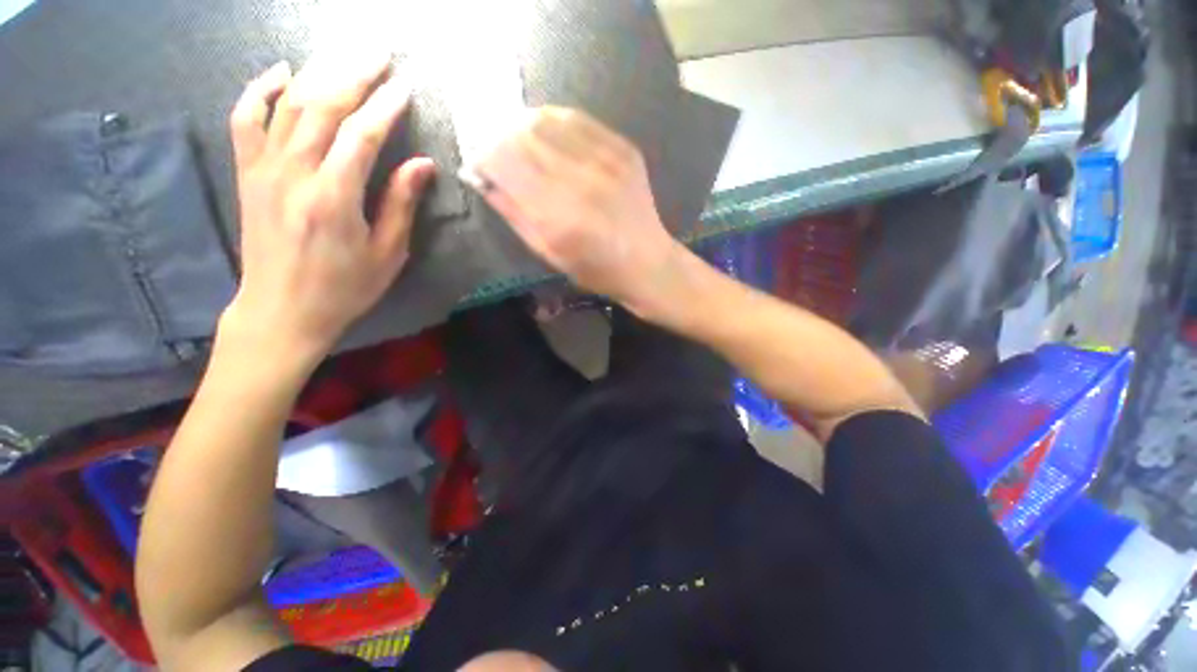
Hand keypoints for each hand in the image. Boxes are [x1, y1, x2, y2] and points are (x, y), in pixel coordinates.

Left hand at [221, 52, 435, 368]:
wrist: (281, 310)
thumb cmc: (344, 288)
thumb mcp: (387, 254)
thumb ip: (400, 205)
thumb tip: (422, 166)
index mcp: (334, 199)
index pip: (361, 136)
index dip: (385, 107)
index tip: (405, 87)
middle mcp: (293, 175)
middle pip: (322, 106)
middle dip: (354, 74)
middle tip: (379, 53)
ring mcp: (263, 170)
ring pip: (287, 104)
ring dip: (319, 72)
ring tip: (345, 54)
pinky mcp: (247, 174)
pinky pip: (245, 119)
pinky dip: (260, 89)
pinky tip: (281, 71)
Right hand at [467, 108, 681, 315]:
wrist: (647, 262)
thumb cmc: (596, 269)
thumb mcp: (549, 254)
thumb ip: (514, 214)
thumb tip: (483, 179)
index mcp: (560, 215)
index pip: (505, 162)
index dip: (484, 157)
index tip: (480, 166)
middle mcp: (582, 180)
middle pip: (522, 134)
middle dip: (499, 139)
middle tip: (497, 154)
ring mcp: (607, 159)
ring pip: (546, 119)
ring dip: (522, 126)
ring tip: (518, 142)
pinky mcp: (623, 148)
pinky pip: (577, 119)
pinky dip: (553, 122)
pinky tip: (548, 135)